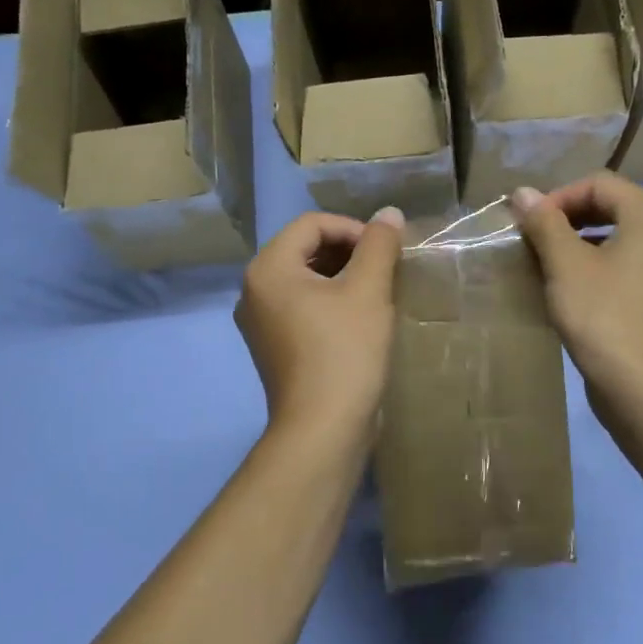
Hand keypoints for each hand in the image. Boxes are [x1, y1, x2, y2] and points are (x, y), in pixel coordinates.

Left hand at [235, 208, 403, 442]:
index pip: (312, 224)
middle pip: (305, 248)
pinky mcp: (273, 346)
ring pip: (305, 278)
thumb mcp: (368, 291)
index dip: (353, 229)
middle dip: (348, 251)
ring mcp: (260, 321)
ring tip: (377, 291)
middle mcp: (254, 289)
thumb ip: (378, 245)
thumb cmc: (344, 352)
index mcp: (268, 268)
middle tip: (385, 269)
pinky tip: (359, 318)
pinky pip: (301, 306)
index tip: (386, 251)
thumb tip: (389, 213)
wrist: (323, 430)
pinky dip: (329, 301)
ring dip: (342, 275)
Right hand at [509, 174, 642, 408]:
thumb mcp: (565, 264)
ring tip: (550, 265)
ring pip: (624, 238)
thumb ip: (544, 222)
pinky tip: (577, 290)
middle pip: (615, 207)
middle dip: (570, 219)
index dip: (557, 197)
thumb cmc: (604, 316)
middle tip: (535, 241)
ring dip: (584, 243)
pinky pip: (634, 265)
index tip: (528, 224)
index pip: (599, 183)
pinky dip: (604, 266)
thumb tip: (522, 192)